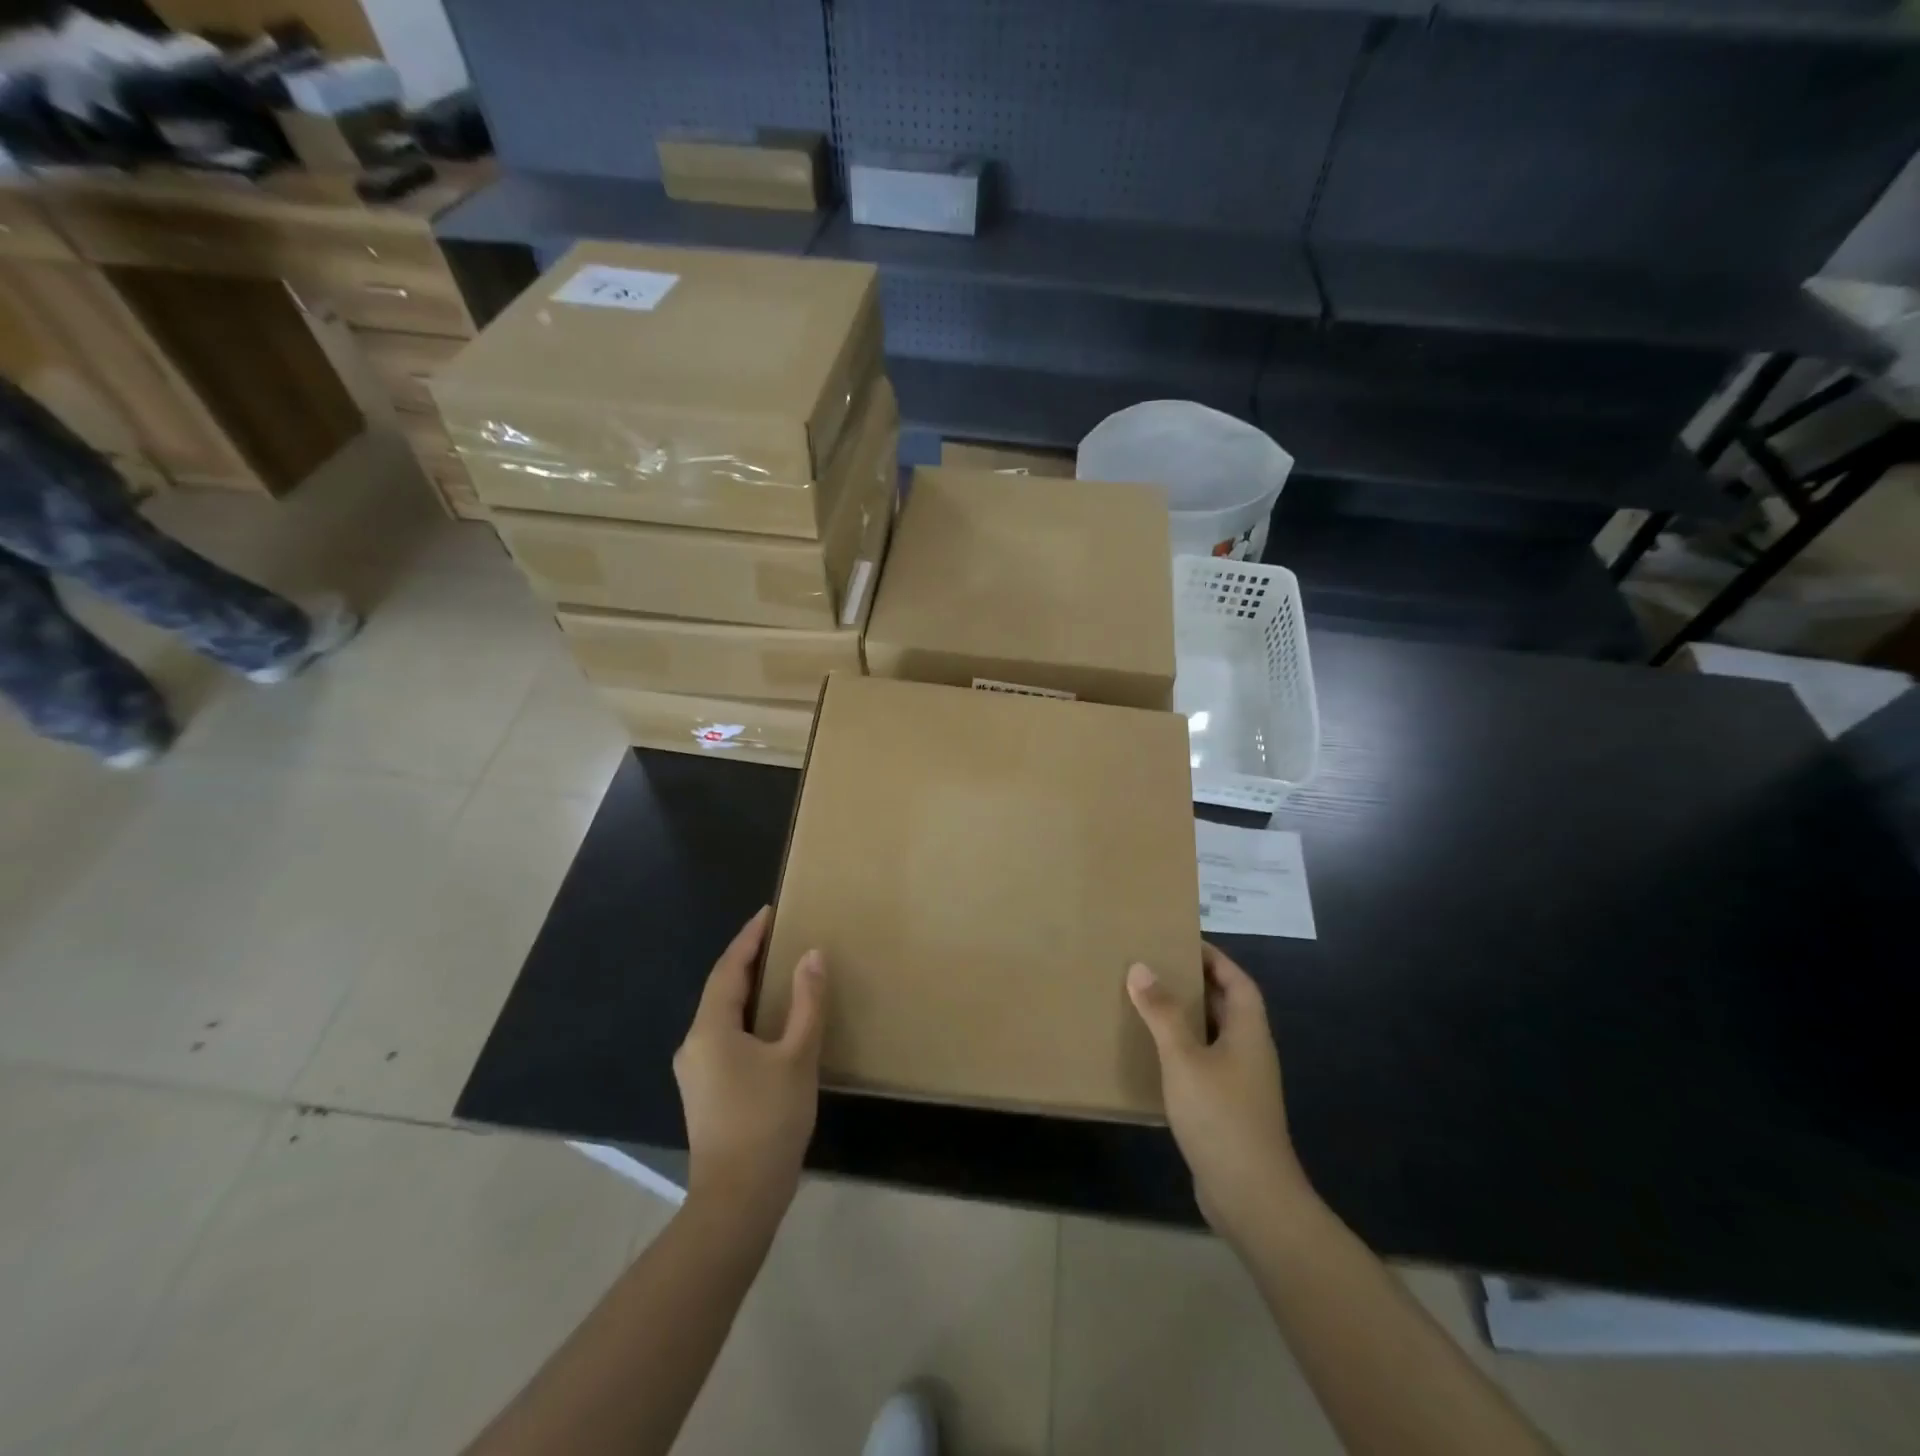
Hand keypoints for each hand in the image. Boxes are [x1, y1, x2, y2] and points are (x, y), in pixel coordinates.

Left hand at [673, 907, 825, 1217]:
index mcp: (710, 1030)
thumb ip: (806, 1002)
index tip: (768, 912)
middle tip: (776, 937)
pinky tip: (768, 1023)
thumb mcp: (798, 1056)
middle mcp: (693, 1045)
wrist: (738, 1200)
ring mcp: (694, 1072)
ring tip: (776, 972)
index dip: (749, 938)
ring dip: (746, 989)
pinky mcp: (704, 1093)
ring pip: (720, 1015)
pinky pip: (723, 1037)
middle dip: (747, 960)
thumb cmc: (769, 1120)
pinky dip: (745, 1017)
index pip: (728, 968)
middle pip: (720, 989)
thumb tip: (811, 955)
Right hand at [1128, 943, 1316, 1248]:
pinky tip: (1152, 1056)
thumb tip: (1141, 967)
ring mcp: (1241, 1084)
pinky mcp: (1227, 1109)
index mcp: (1248, 1032)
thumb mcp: (1184, 1058)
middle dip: (1195, 984)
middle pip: (1226, 1006)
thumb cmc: (1221, 1117)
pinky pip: (1204, 1065)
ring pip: (1213, 1036)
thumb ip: (1162, 1012)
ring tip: (1146, 1003)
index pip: (1237, 981)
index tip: (1181, 941)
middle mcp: (1250, 1052)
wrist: (1251, 1198)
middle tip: (1155, 967)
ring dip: (1186, 1018)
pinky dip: (1181, 1052)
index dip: (1214, 958)